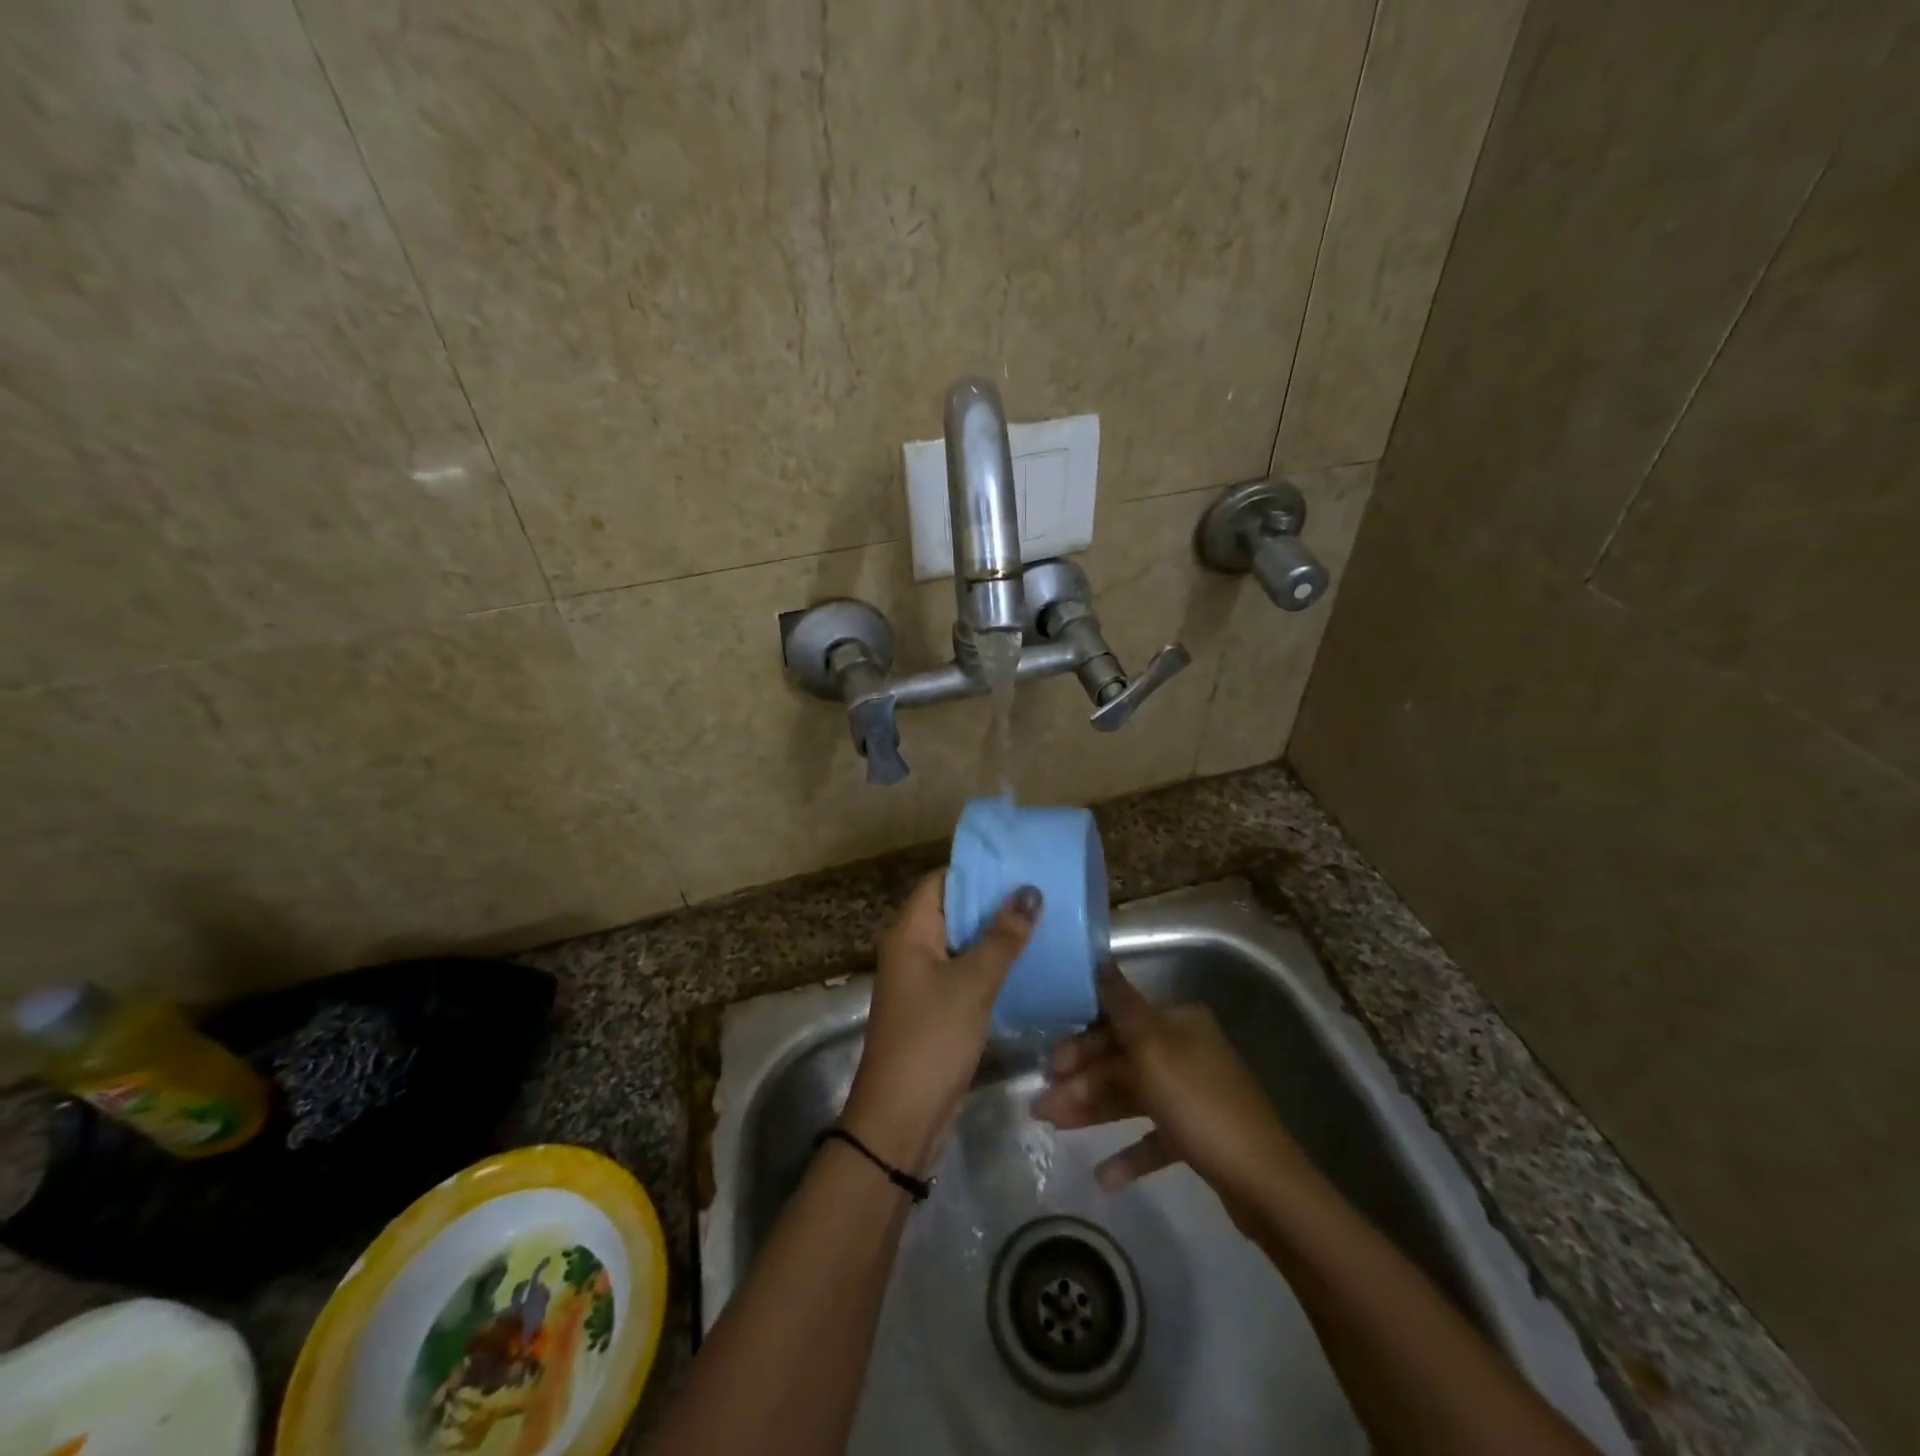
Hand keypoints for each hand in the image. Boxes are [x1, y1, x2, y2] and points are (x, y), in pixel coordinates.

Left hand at [842, 873, 1038, 1173]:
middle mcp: (911, 949)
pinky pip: (965, 973)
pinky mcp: (937, 1009)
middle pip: (953, 911)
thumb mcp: (972, 982)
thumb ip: (1002, 936)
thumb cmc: (932, 1037)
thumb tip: (1029, 891)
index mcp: (909, 932)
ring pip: (962, 944)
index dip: (975, 871)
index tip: (1017, 865)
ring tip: (1042, 921)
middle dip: (992, 902)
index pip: (940, 882)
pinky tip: (1027, 963)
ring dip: (995, 935)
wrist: (902, 1117)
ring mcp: (923, 981)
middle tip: (1039, 892)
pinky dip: (991, 965)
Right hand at [1032, 962, 1313, 1227]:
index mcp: (1177, 1022)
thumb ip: (1120, 1004)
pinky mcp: (1198, 1134)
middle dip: (1080, 1082)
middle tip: (1041, 1106)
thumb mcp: (1153, 1048)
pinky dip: (1129, 1152)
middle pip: (1120, 1060)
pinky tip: (1104, 1176)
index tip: (1048, 1064)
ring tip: (1054, 1129)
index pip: (1117, 1021)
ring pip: (1131, 1095)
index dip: (1080, 1042)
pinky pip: (1154, 1136)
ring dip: (1093, 1111)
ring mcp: (1192, 1093)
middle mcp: (1185, 1049)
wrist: (1264, 1183)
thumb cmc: (1199, 1104)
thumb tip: (1099, 957)